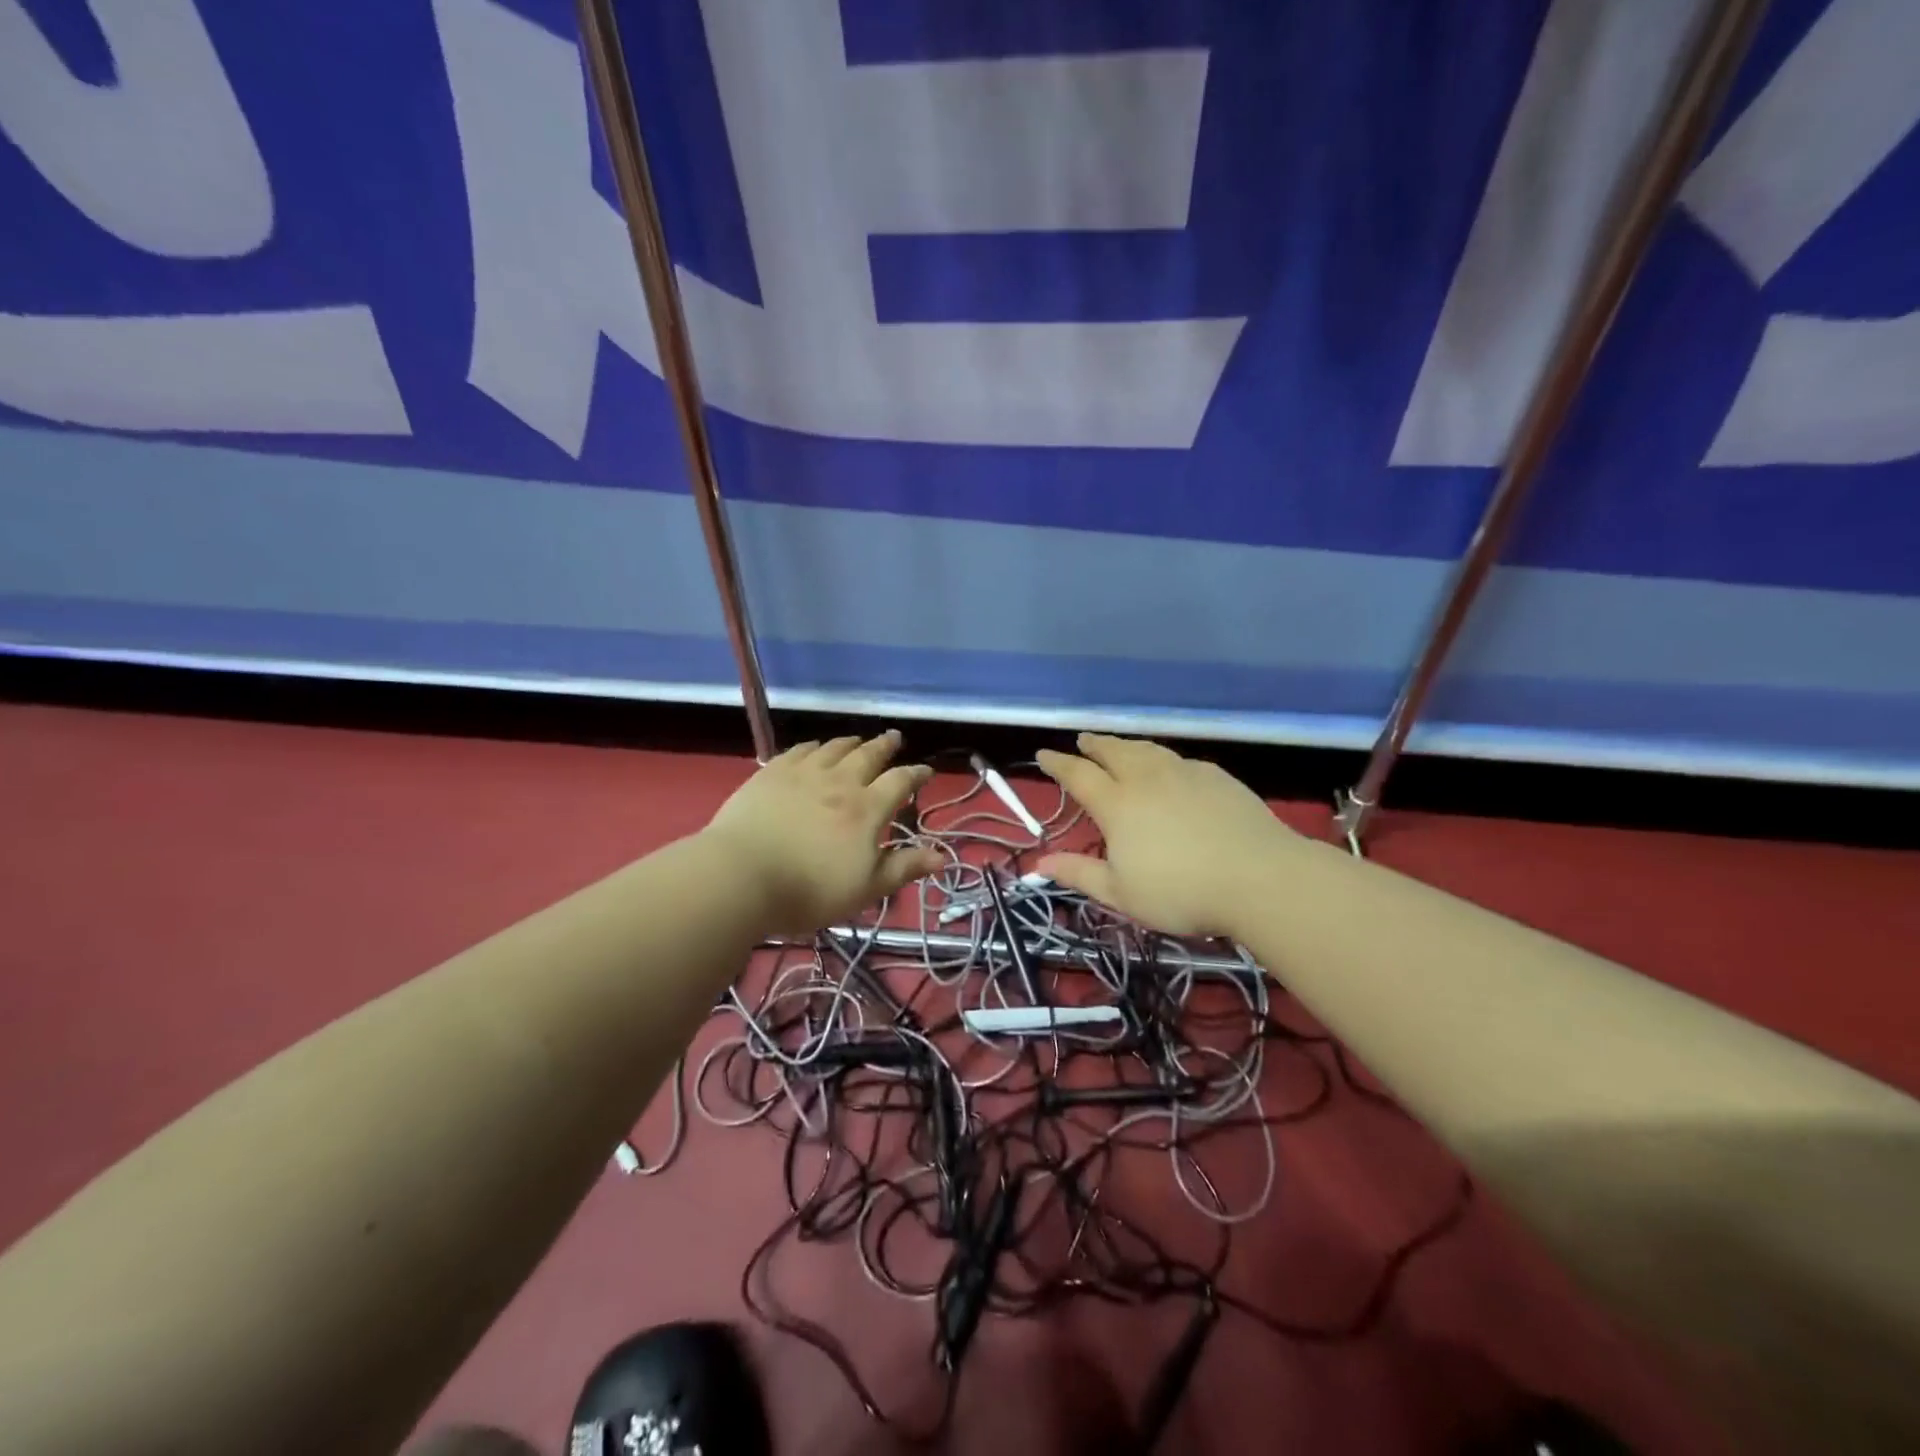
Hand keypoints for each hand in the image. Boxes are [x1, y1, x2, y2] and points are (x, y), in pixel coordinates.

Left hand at [703, 730, 942, 934]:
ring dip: (851, 742)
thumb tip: (942, 856)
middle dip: (885, 746)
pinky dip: (814, 747)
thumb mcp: (866, 889)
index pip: (900, 782)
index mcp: (866, 809)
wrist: (741, 876)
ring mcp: (803, 773)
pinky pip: (799, 751)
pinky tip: (814, 748)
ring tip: (858, 740)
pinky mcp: (771, 773)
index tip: (926, 771)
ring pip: (834, 748)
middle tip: (895, 737)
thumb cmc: (809, 890)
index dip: (916, 774)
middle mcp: (840, 782)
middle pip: (868, 755)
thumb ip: (904, 868)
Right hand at [1035, 733, 1296, 937]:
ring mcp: (1184, 773)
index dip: (1058, 763)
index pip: (1078, 774)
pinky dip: (1161, 758)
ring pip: (1147, 750)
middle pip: (1113, 751)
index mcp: (1117, 804)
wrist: (1259, 877)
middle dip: (1093, 745)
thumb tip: (1039, 863)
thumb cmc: (1181, 892)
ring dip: (1126, 746)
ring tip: (1119, 747)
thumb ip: (1079, 874)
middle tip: (1082, 741)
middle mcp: (1146, 779)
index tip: (1044, 754)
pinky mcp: (1216, 776)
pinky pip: (1178, 760)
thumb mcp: (1121, 893)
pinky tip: (1168, 768)